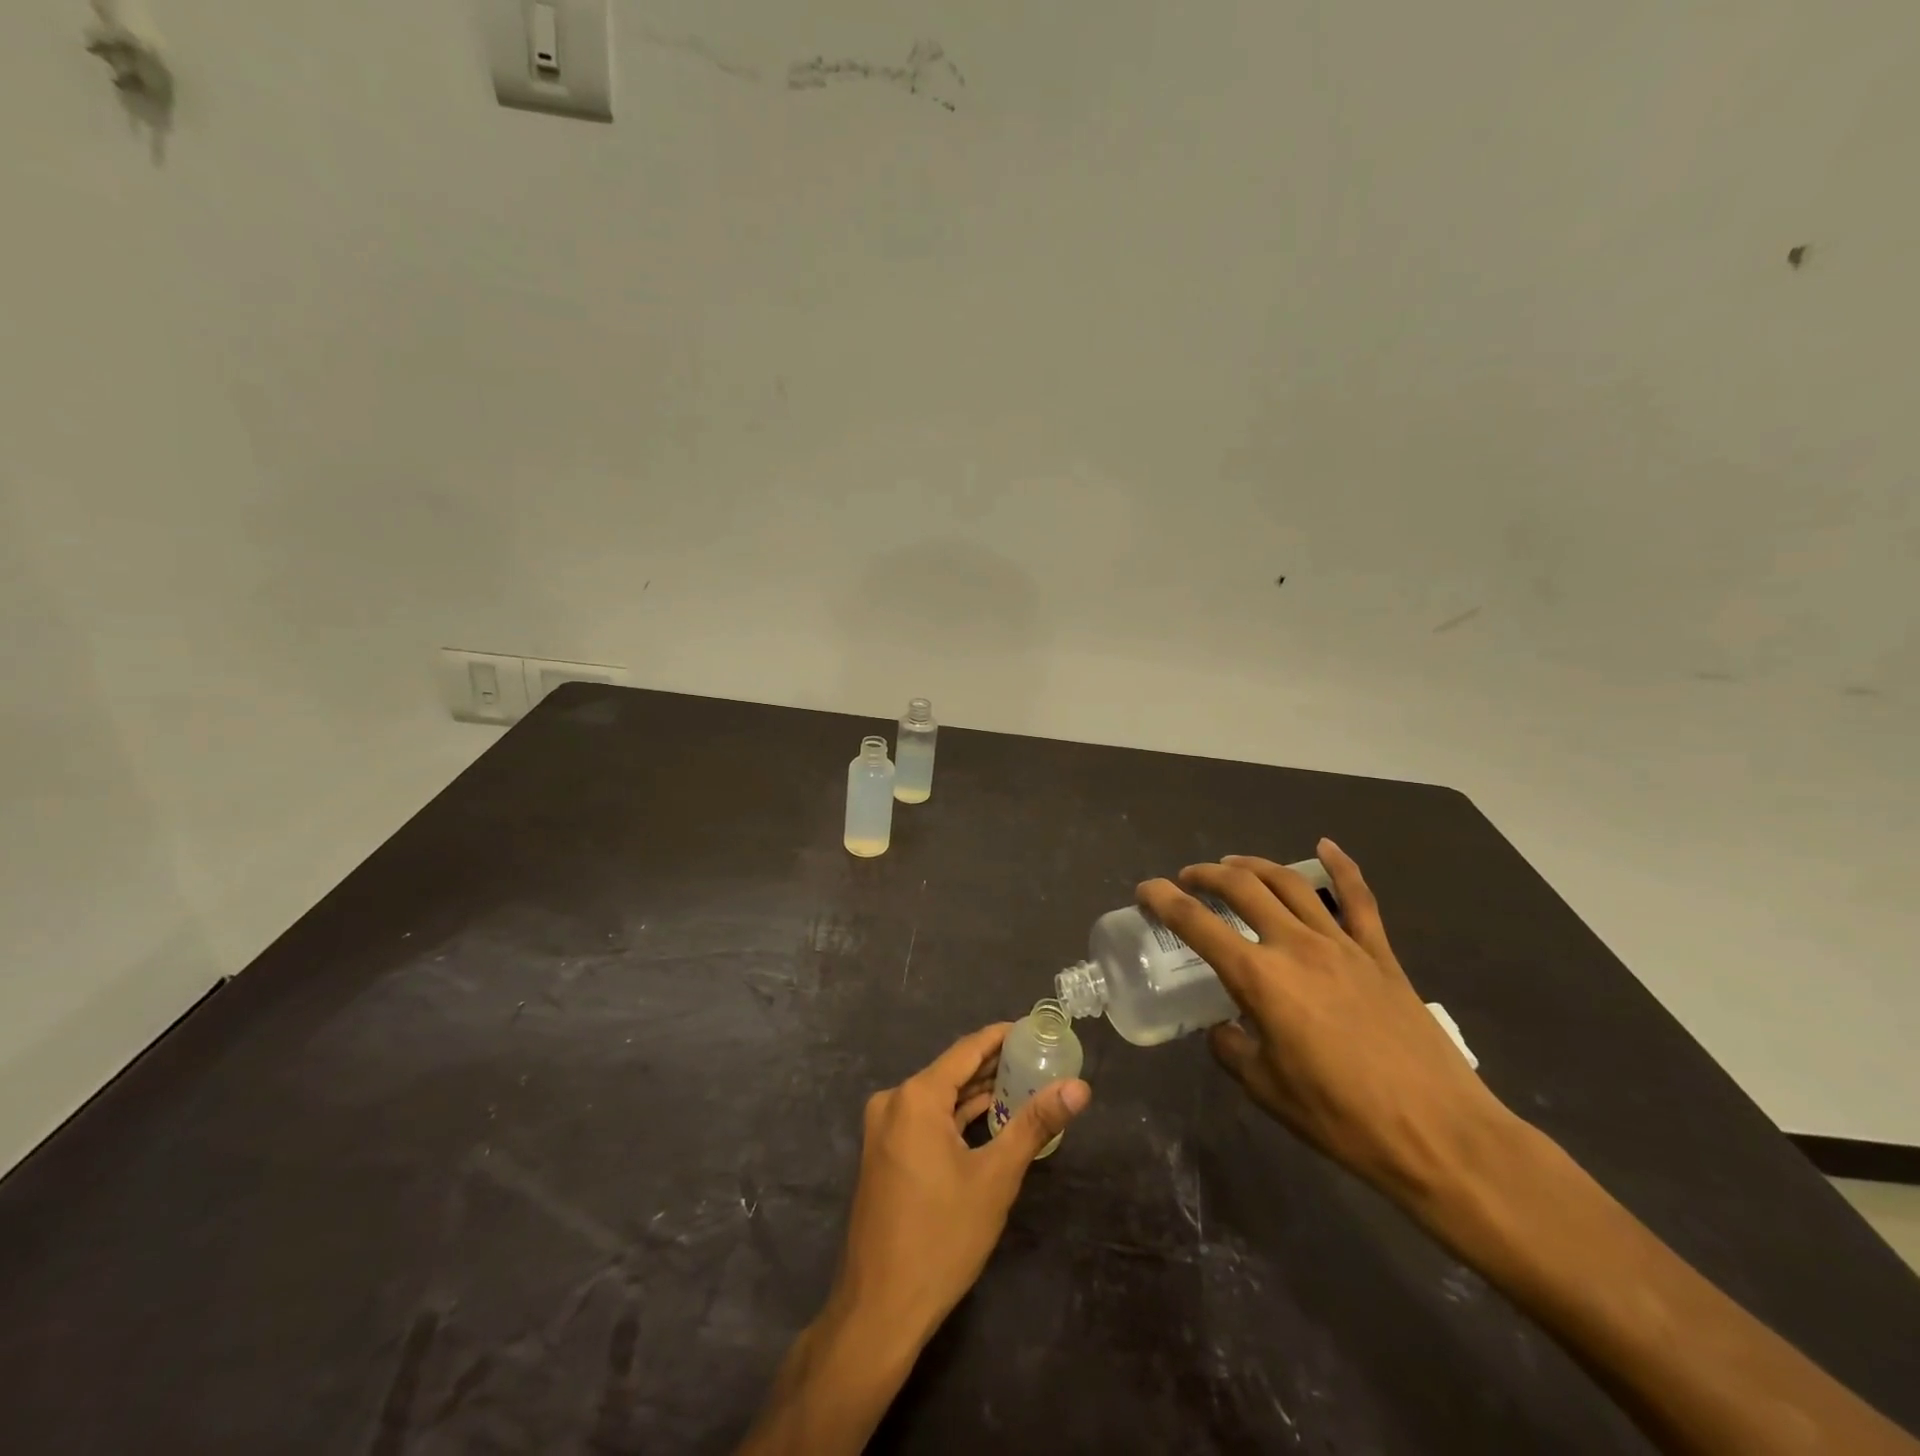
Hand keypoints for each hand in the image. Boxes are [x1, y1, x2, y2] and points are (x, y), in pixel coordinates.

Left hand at [828, 1023, 1091, 1347]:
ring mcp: (884, 1128)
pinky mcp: (885, 1153)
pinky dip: (957, 1118)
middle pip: (953, 1071)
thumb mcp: (996, 1178)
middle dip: (995, 1066)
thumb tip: (1079, 1088)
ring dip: (978, 1094)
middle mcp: (894, 1101)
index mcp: (916, 1096)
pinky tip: (990, 1119)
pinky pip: (927, 1120)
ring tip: (1025, 1085)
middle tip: (1040, 1059)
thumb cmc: (941, 1237)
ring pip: (940, 1098)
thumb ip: (1035, 1124)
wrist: (880, 1309)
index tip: (1036, 1029)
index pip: (967, 1049)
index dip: (1002, 1036)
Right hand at [1137, 839, 1510, 1209]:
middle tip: (1188, 879)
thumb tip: (1224, 1028)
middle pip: (1242, 888)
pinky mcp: (1380, 954)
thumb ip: (1233, 1050)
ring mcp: (1342, 944)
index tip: (1145, 890)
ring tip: (1232, 864)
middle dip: (1206, 875)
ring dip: (1254, 866)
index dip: (1163, 900)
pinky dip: (1341, 866)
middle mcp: (1296, 946)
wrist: (1440, 1135)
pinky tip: (1326, 845)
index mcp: (1260, 978)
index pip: (1197, 924)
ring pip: (1290, 883)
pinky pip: (1358, 899)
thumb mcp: (1267, 1090)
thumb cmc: (1343, 1118)